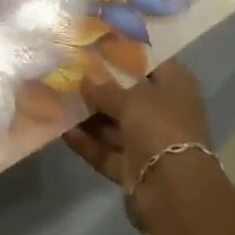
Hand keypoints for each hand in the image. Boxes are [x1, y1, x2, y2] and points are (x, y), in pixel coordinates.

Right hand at [64, 60, 210, 190]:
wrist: (172, 190)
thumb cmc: (159, 127)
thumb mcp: (130, 99)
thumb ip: (104, 88)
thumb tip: (84, 79)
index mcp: (176, 89)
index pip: (152, 63)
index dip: (126, 53)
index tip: (96, 44)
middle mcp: (165, 114)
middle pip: (130, 95)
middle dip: (100, 87)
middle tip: (68, 71)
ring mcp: (150, 143)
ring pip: (115, 125)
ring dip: (89, 115)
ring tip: (57, 97)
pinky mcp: (134, 169)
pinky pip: (106, 151)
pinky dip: (87, 142)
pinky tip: (62, 129)